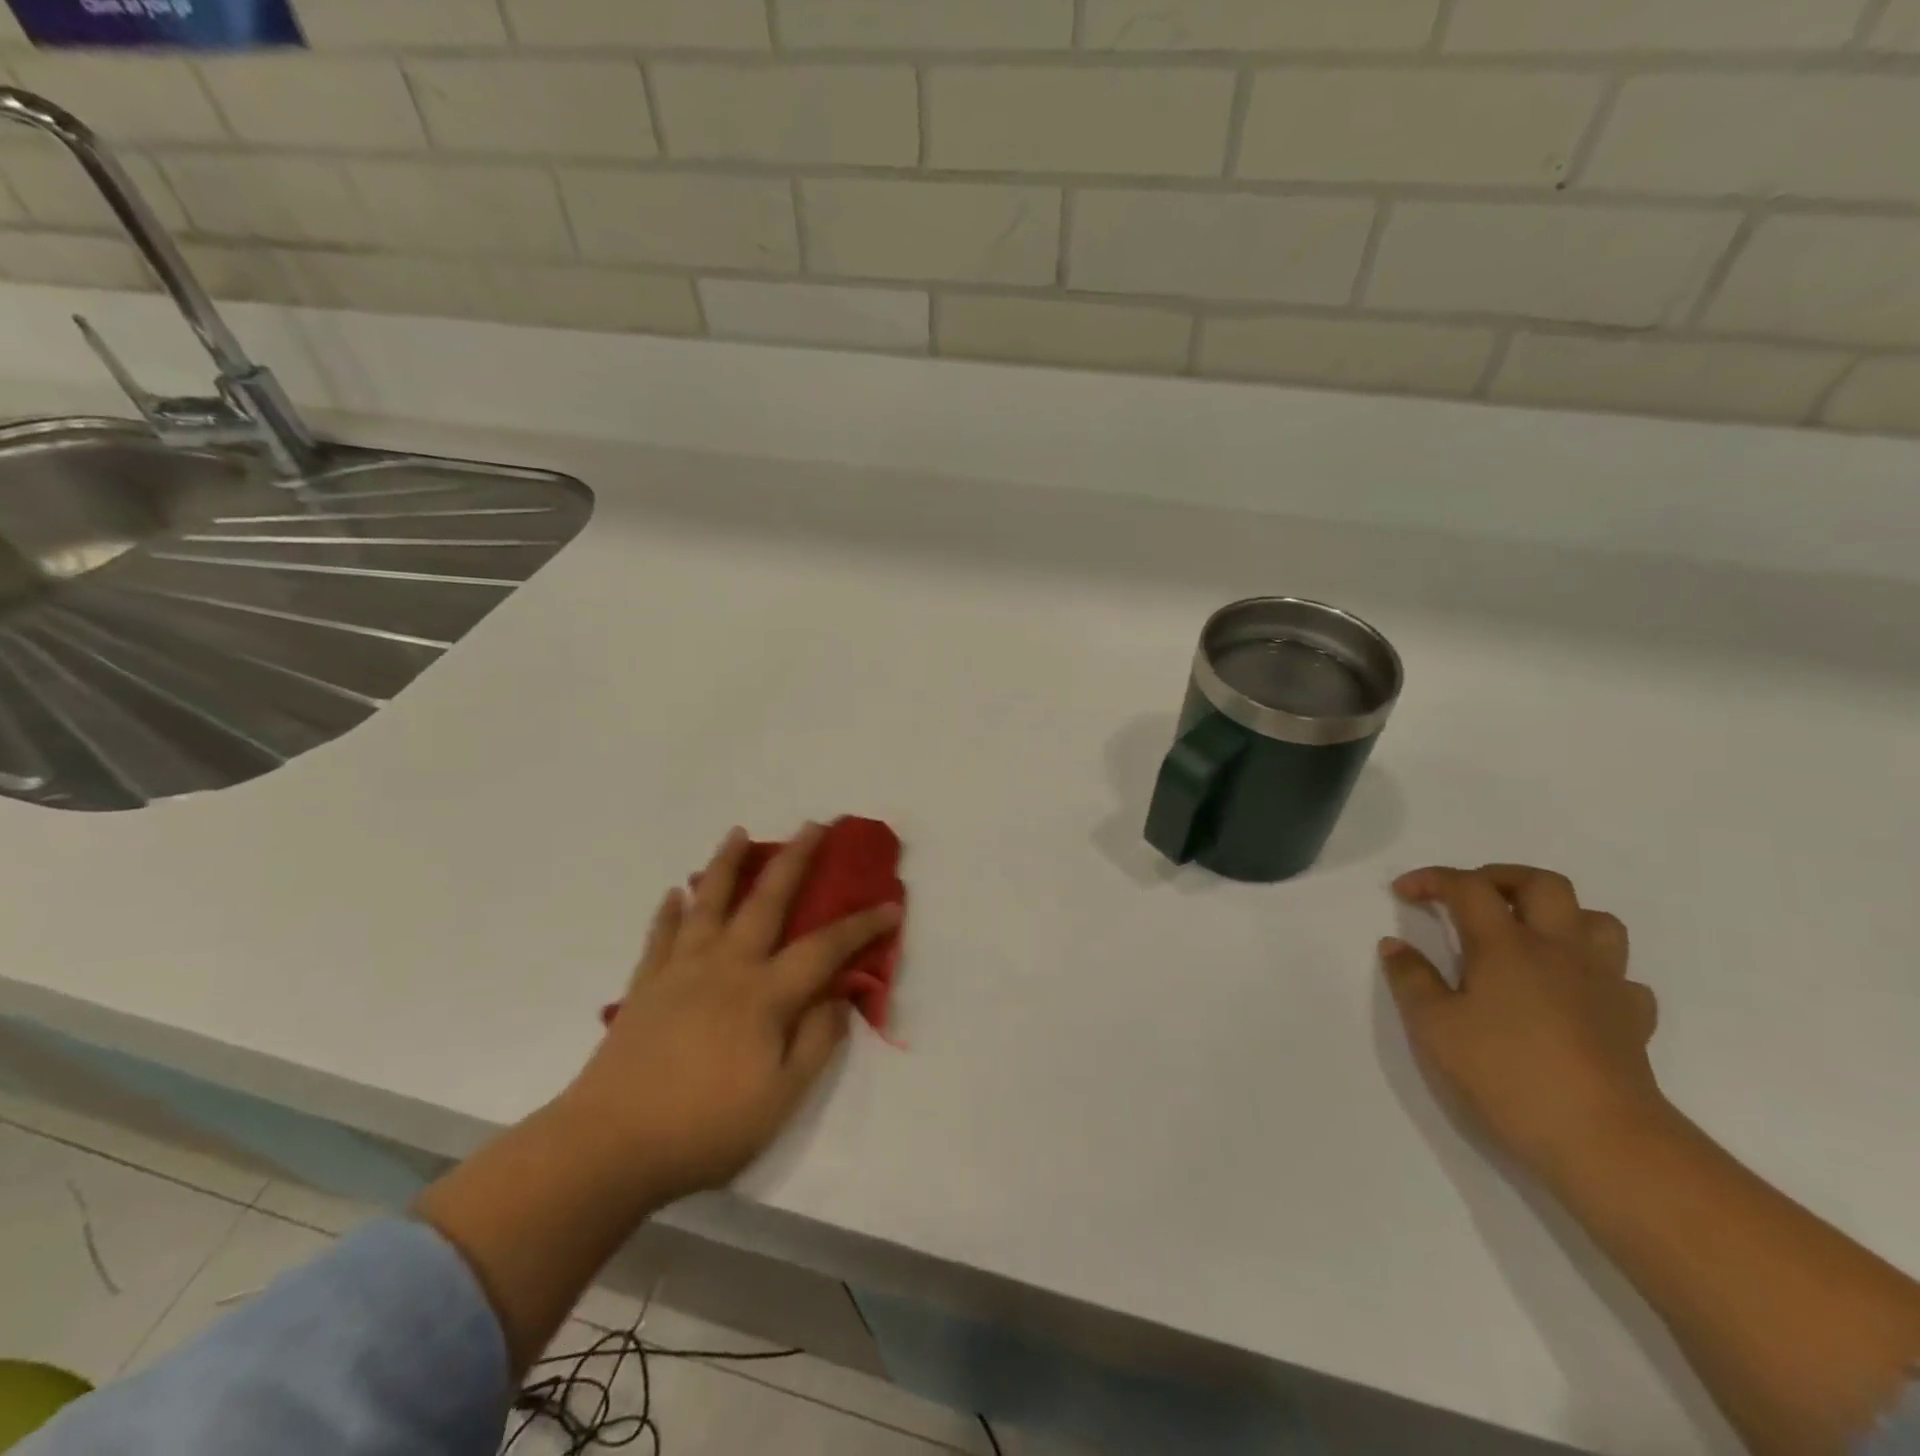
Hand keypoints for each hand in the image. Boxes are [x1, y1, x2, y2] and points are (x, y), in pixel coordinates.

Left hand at [562, 824, 900, 1203]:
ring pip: (708, 903)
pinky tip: (673, 894)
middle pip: (766, 901)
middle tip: (814, 825)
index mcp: (764, 995)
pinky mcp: (645, 986)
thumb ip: (815, 1043)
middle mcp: (725, 967)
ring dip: (726, 864)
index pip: (824, 948)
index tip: (890, 906)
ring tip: (737, 833)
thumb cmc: (704, 1128)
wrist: (608, 1147)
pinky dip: (669, 911)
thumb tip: (839, 998)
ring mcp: (680, 971)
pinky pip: (660, 935)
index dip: (861, 926)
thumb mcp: (780, 1099)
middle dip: (795, 860)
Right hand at [1380, 864, 1668, 1179]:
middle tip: (1468, 896)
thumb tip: (1395, 946)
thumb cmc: (1506, 1074)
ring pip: (1595, 921)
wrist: (1605, 1140)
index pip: (1468, 887)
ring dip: (1558, 915)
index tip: (1403, 893)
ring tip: (1526, 934)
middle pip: (1541, 884)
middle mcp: (1558, 950)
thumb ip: (1411, 979)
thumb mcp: (1433, 1027)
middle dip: (1500, 878)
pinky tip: (1570, 992)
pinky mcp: (1631, 1020)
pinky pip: (1620, 977)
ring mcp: (1603, 983)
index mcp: (1506, 945)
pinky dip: (1592, 971)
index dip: (1433, 880)